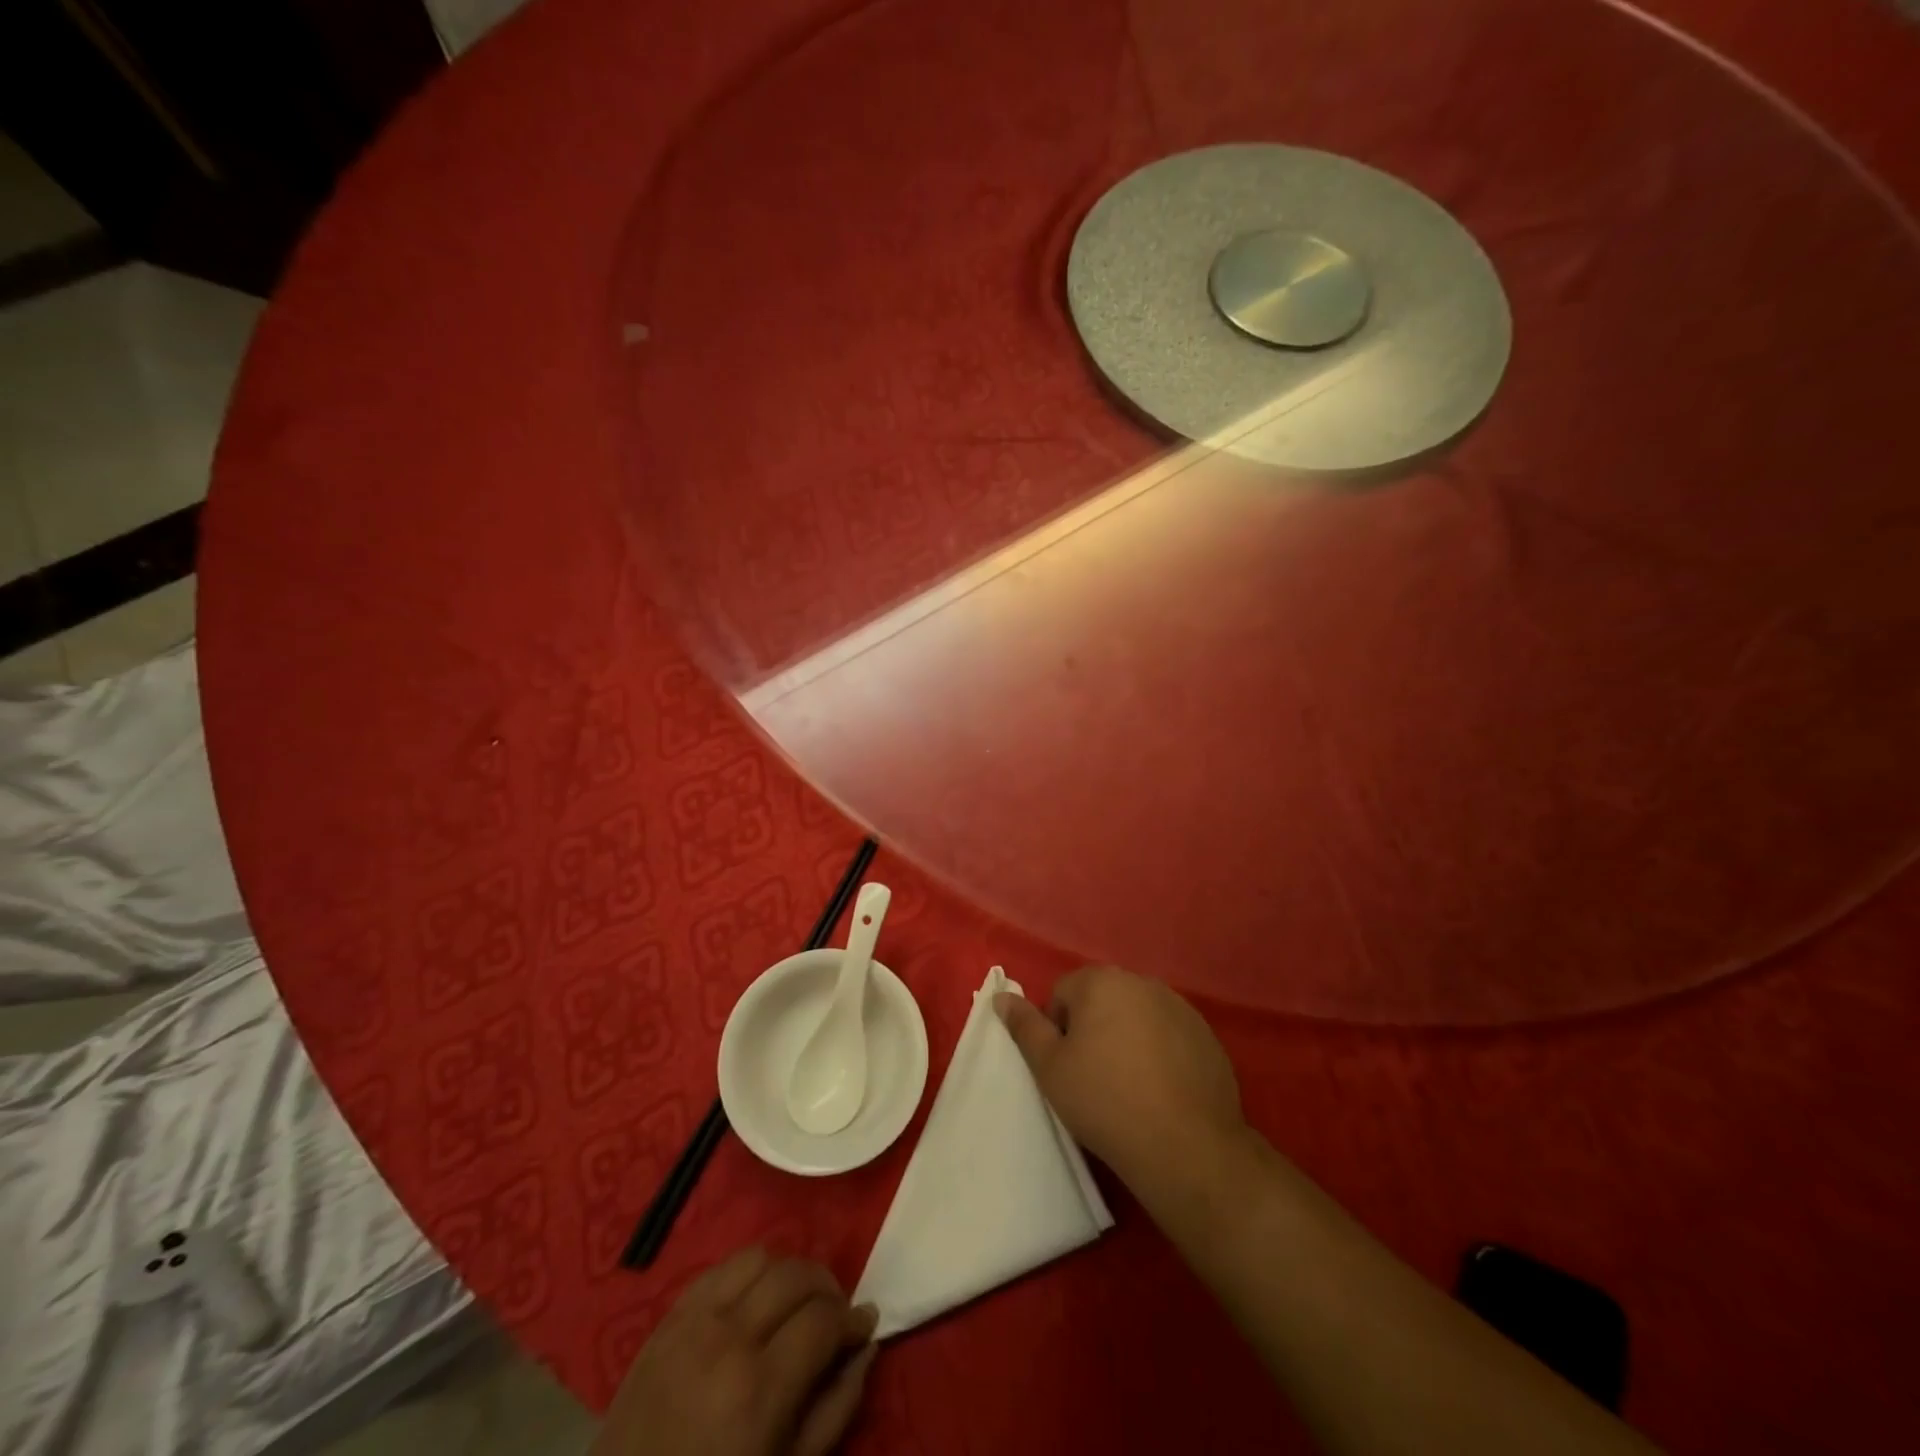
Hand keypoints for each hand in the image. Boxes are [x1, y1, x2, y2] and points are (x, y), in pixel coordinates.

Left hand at [591, 1247, 877, 1455]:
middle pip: (796, 1275)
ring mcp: (692, 1322)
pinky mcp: (667, 1318)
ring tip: (794, 1305)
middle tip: (834, 1315)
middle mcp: (728, 1338)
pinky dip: (748, 1274)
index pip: (824, 1318)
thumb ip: (836, 1408)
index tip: (865, 1325)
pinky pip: (720, 1268)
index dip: (853, 1318)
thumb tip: (866, 1346)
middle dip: (827, 1288)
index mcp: (760, 1389)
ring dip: (788, 1273)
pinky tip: (754, 1302)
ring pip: (760, 1257)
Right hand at [997, 965, 1243, 1184]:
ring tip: (1129, 1087)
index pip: (1062, 994)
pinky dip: (1161, 1054)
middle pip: (1102, 1000)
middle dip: (1093, 1030)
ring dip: (1127, 1039)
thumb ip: (1024, 1026)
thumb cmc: (1104, 1101)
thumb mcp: (1050, 1068)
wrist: (1185, 1146)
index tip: (1067, 1068)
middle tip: (1094, 1078)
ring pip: (1137, 1017)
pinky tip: (1161, 1091)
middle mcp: (1142, 982)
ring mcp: (1180, 1007)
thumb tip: (1002, 997)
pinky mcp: (1207, 1036)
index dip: (1058, 1031)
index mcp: (1101, 981)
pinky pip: (1170, 1036)